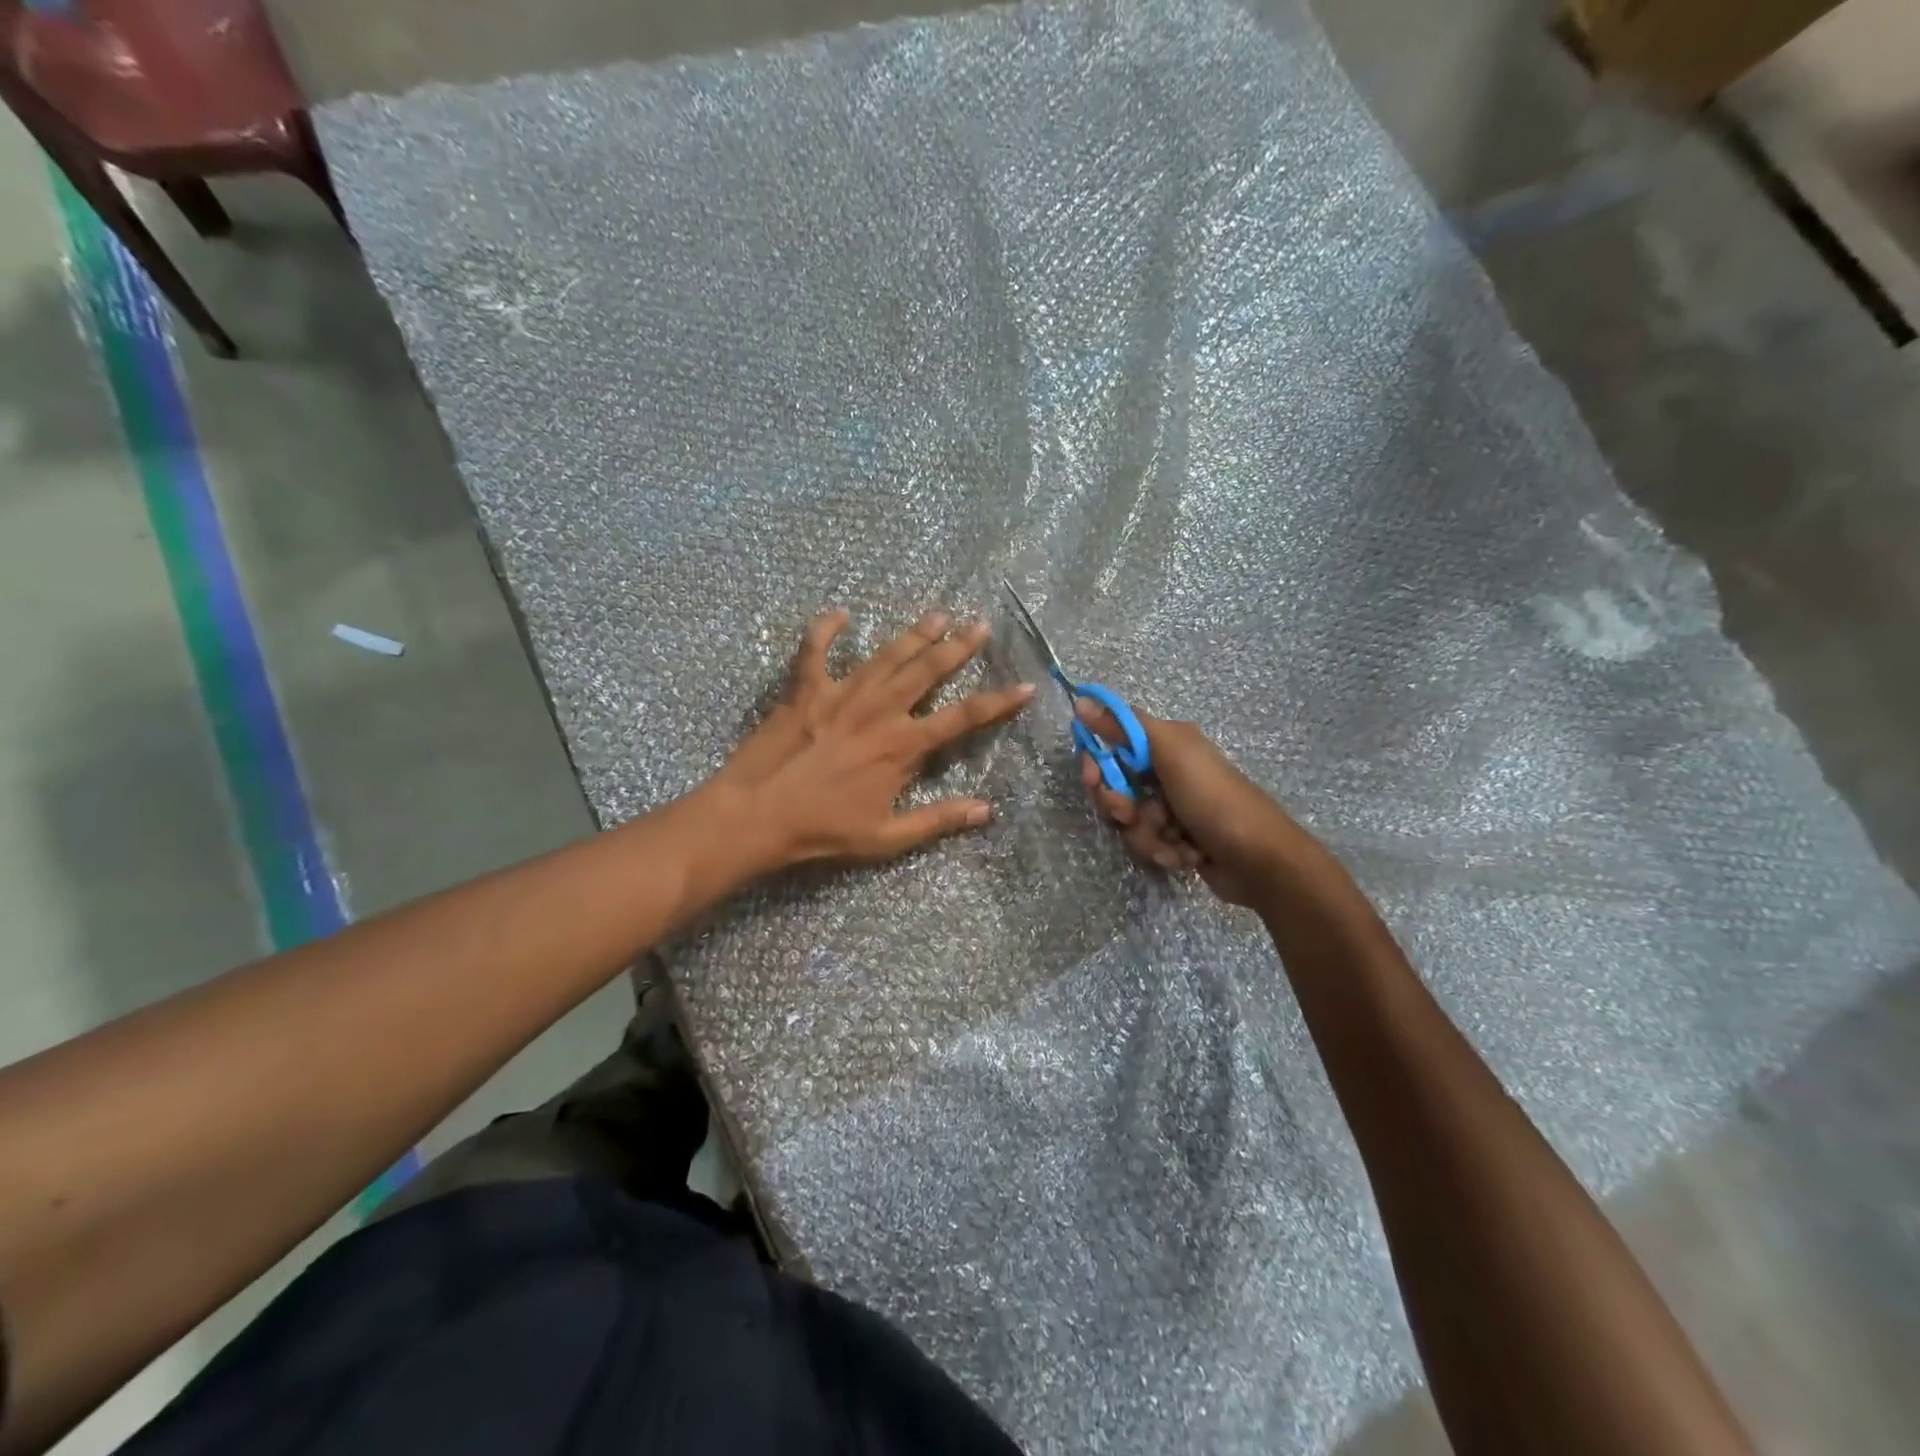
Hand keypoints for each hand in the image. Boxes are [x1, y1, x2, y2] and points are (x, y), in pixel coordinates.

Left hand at [712, 608, 1034, 868]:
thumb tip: (986, 810)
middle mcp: (879, 711)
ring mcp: (841, 694)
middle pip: (927, 671)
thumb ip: (939, 820)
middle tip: (980, 623)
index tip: (1024, 686)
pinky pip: (814, 650)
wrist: (757, 816)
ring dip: (914, 633)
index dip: (997, 702)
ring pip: (886, 655)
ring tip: (938, 613)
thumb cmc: (824, 830)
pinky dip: (825, 630)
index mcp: (902, 745)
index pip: (962, 718)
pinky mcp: (804, 689)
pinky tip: (839, 613)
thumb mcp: (887, 837)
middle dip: (958, 646)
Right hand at [1076, 701, 1318, 906]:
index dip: (1097, 762)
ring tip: (1175, 842)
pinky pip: (1149, 845)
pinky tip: (1188, 856)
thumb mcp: (1170, 751)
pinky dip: (1164, 853)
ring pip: (1130, 822)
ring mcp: (1173, 810)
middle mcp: (1168, 773)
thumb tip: (1080, 700)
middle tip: (1134, 815)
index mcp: (1168, 744)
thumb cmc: (1213, 798)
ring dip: (1147, 836)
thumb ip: (1123, 727)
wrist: (1258, 860)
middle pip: (1116, 788)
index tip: (1091, 776)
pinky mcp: (1178, 842)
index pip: (1114, 744)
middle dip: (1121, 807)